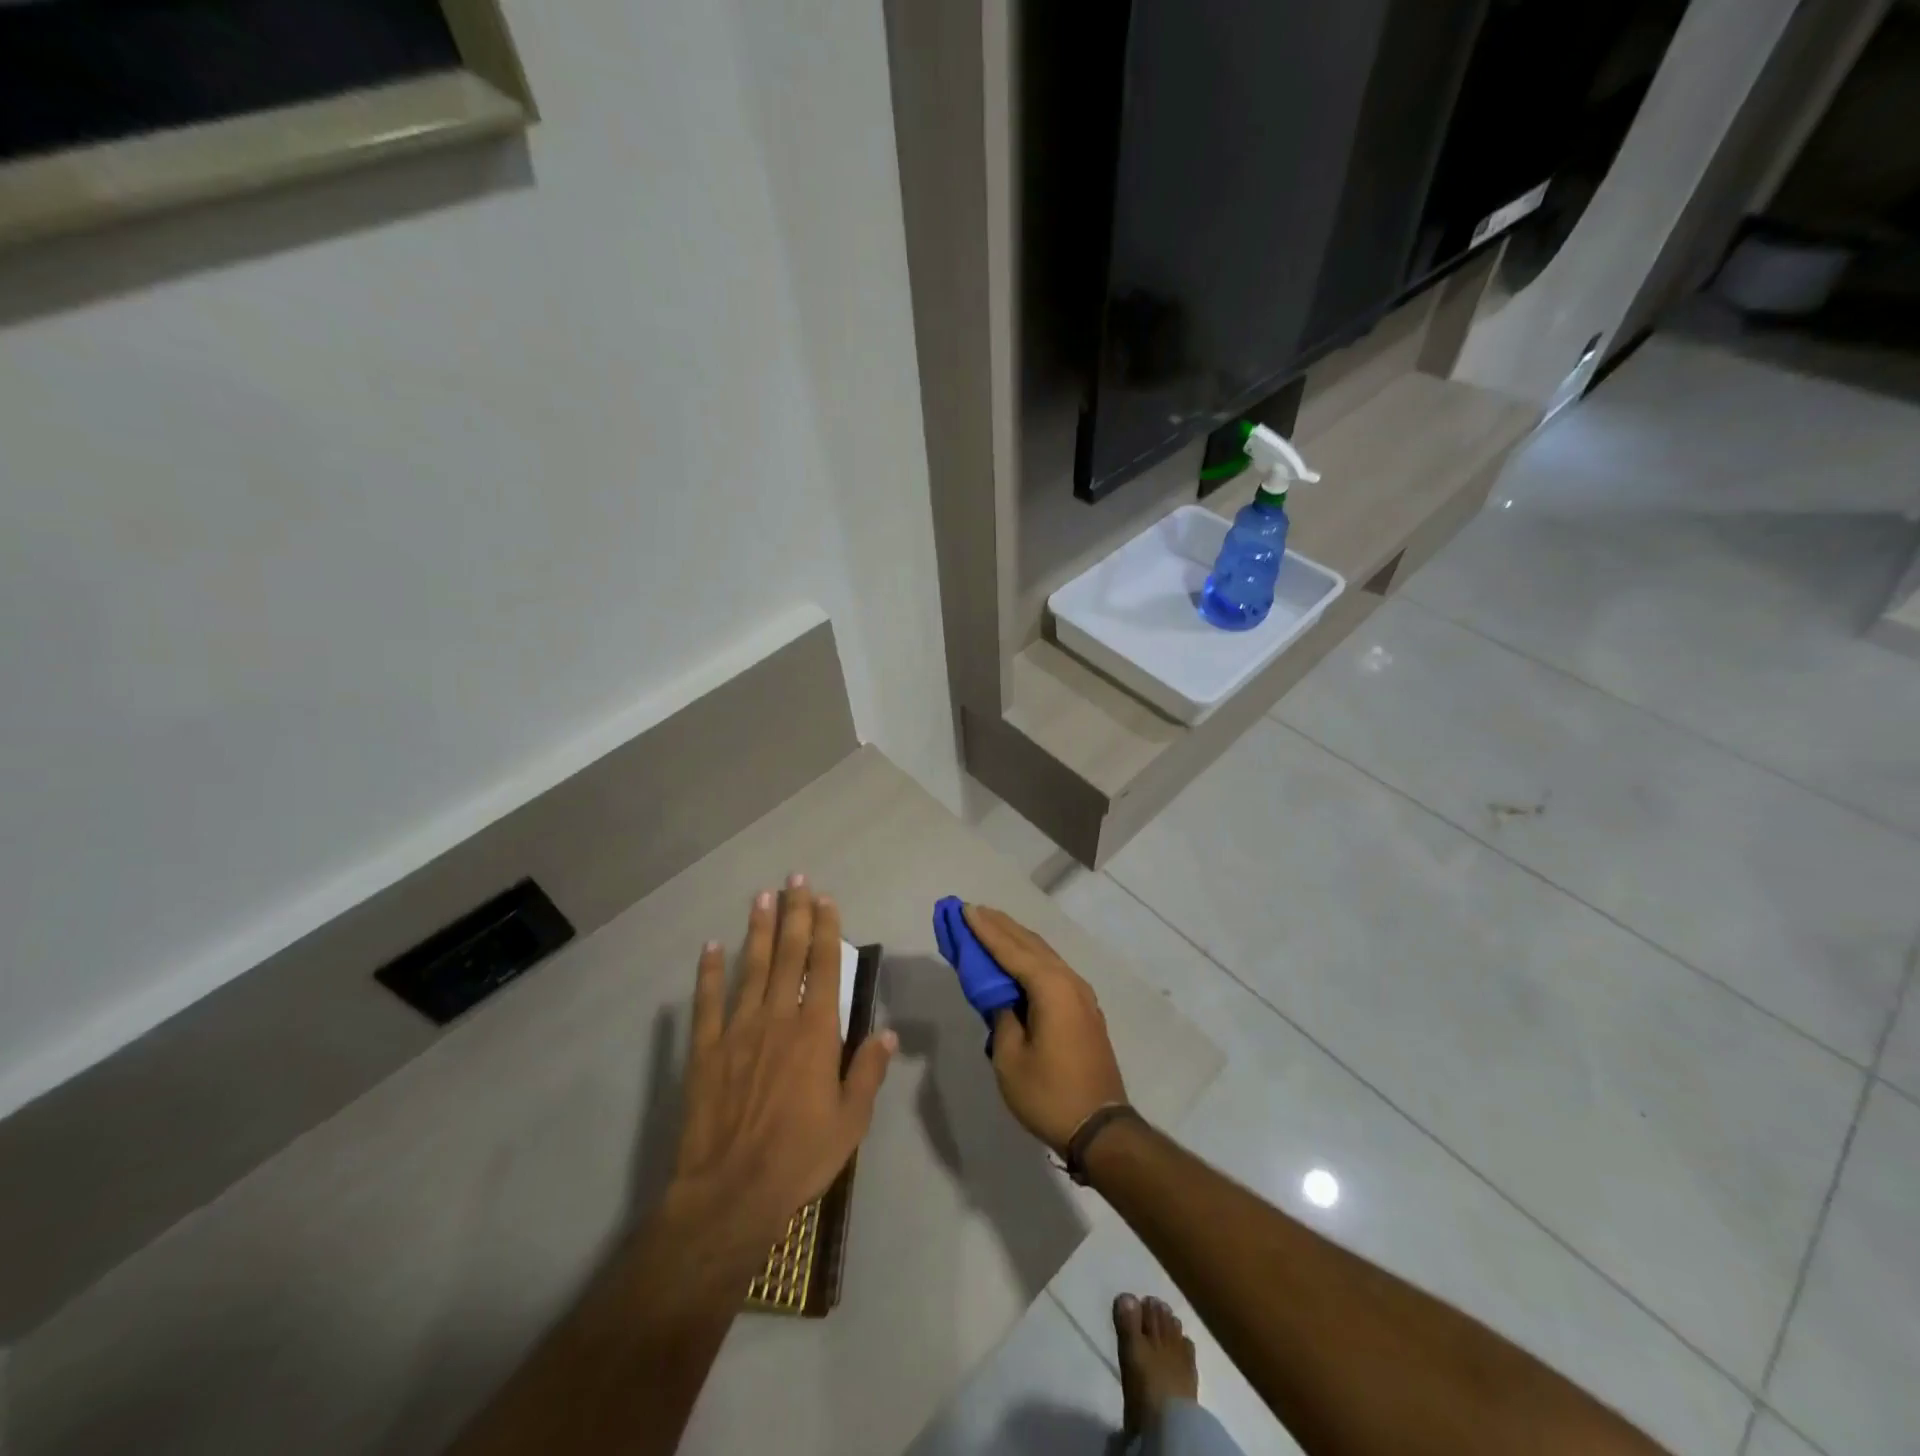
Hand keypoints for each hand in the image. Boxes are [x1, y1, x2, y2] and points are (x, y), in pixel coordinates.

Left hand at [669, 875, 895, 1248]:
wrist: (731, 1193)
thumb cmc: (800, 1157)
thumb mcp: (851, 1121)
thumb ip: (868, 1071)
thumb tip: (888, 1033)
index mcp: (816, 1031)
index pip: (825, 966)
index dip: (826, 929)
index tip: (825, 899)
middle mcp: (778, 1017)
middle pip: (788, 955)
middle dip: (794, 914)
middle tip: (796, 879)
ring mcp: (738, 1030)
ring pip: (751, 967)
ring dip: (758, 929)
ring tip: (762, 896)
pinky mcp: (706, 1049)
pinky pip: (708, 1002)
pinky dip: (709, 973)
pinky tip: (710, 947)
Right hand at [964, 904, 1127, 1152]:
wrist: (1100, 1128)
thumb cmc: (1049, 1093)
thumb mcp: (1010, 1057)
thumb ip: (1001, 1015)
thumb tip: (1002, 996)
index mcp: (1051, 988)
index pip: (1011, 949)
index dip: (985, 930)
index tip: (965, 909)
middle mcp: (1069, 981)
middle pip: (1030, 944)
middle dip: (1000, 926)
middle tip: (973, 910)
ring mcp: (1081, 995)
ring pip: (1043, 955)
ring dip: (1016, 939)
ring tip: (991, 925)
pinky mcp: (1083, 1009)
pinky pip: (1052, 970)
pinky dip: (1030, 958)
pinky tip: (1017, 959)